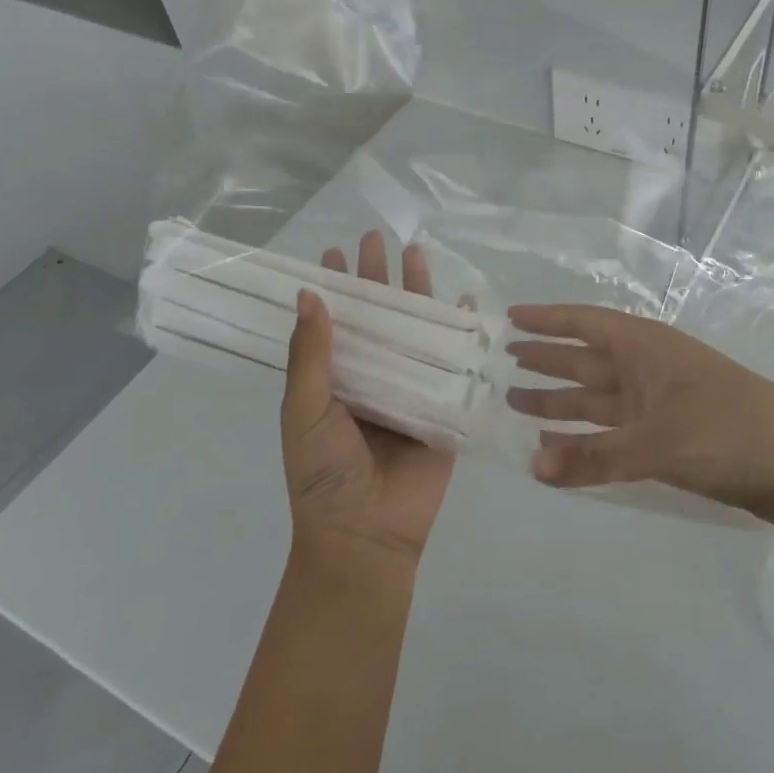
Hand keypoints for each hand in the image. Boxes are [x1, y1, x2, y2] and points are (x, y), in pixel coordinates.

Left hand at [279, 232, 454, 576]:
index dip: (335, 287)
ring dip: (417, 294)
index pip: (335, 323)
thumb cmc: (323, 473)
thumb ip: (311, 355)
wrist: (366, 534)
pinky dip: (461, 332)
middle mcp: (372, 378)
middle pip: (377, 318)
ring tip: (418, 253)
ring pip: (415, 331)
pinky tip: (467, 301)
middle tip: (376, 237)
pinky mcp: (443, 406)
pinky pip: (453, 362)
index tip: (333, 252)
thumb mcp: (306, 410)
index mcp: (335, 380)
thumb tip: (309, 294)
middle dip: (377, 279)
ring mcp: (409, 390)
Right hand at [505, 305, 773, 523]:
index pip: (585, 324)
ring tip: (515, 401)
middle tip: (502, 360)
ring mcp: (658, 404)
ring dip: (558, 401)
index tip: (510, 317)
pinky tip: (557, 446)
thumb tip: (532, 468)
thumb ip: (595, 457)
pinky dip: (584, 439)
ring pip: (596, 399)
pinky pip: (612, 433)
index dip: (547, 320)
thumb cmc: (728, 429)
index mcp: (646, 349)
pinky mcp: (668, 436)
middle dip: (546, 360)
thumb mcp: (658, 441)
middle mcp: (647, 369)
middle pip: (585, 360)